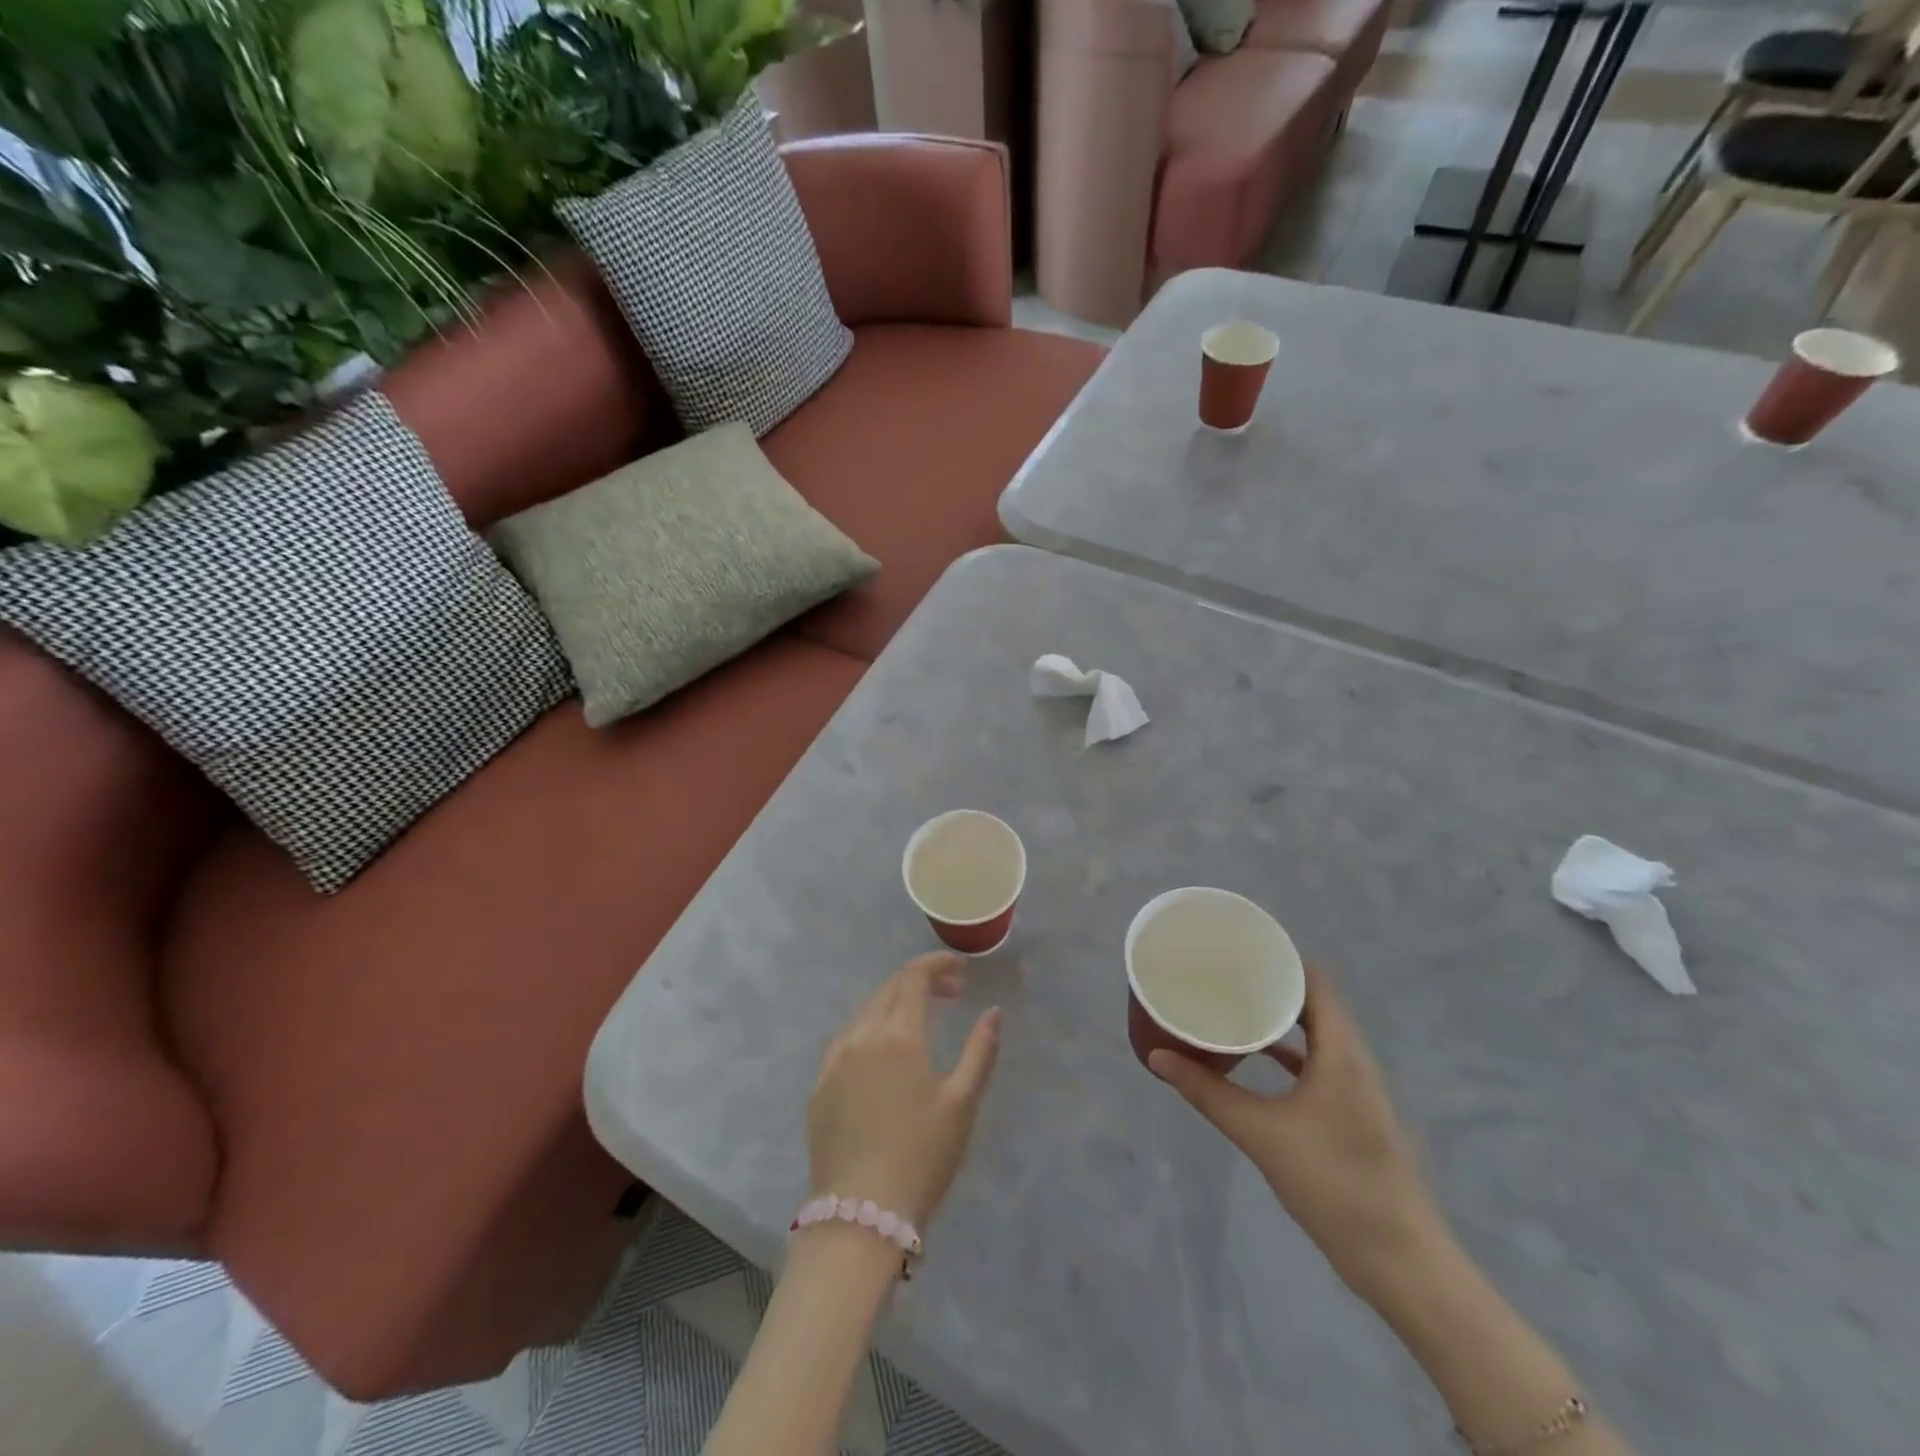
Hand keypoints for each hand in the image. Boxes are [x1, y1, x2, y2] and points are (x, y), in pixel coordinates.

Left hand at [807, 952, 1002, 1227]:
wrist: (860, 1215)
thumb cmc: (921, 1157)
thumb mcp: (962, 1103)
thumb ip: (980, 1050)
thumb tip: (993, 1012)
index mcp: (898, 1035)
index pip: (914, 977)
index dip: (937, 965)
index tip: (960, 970)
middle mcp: (861, 1036)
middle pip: (888, 989)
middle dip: (920, 981)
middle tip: (950, 993)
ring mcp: (834, 1060)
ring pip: (864, 1012)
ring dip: (893, 1003)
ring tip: (919, 1019)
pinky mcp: (819, 1085)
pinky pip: (845, 1039)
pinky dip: (869, 1029)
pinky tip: (882, 1052)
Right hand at [1148, 965, 1444, 1302]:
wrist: (1399, 1259)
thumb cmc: (1333, 1183)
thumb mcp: (1260, 1133)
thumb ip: (1207, 1092)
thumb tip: (1157, 1057)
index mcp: (1340, 1050)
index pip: (1314, 980)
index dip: (1279, 957)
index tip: (1237, 946)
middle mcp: (1353, 1058)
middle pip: (1312, 1001)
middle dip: (1269, 983)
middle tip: (1222, 972)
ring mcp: (1355, 1086)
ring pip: (1315, 1032)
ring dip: (1278, 1016)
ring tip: (1232, 1003)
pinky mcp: (1351, 1111)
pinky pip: (1317, 1061)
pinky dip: (1287, 1050)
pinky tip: (1254, 1055)